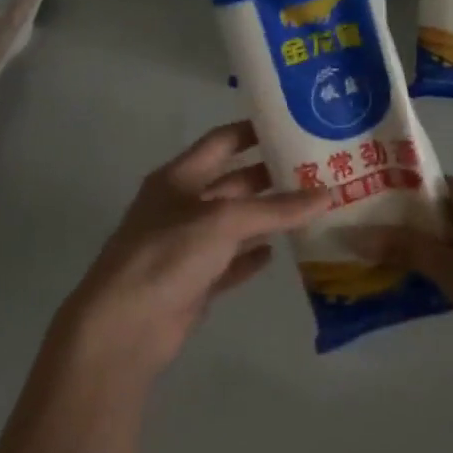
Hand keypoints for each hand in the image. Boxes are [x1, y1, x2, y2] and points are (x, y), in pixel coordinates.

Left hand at [61, 121, 329, 375]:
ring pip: (235, 224)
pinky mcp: (194, 282)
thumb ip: (276, 208)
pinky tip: (278, 253)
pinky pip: (230, 262)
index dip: (253, 131)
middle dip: (271, 176)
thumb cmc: (168, 256)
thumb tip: (328, 194)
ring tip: (312, 209)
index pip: (221, 142)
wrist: (124, 328)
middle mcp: (182, 206)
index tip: (292, 124)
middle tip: (317, 171)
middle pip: (233, 182)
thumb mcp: (224, 221)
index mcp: (179, 178)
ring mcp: (187, 246)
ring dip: (268, 217)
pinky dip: (252, 257)